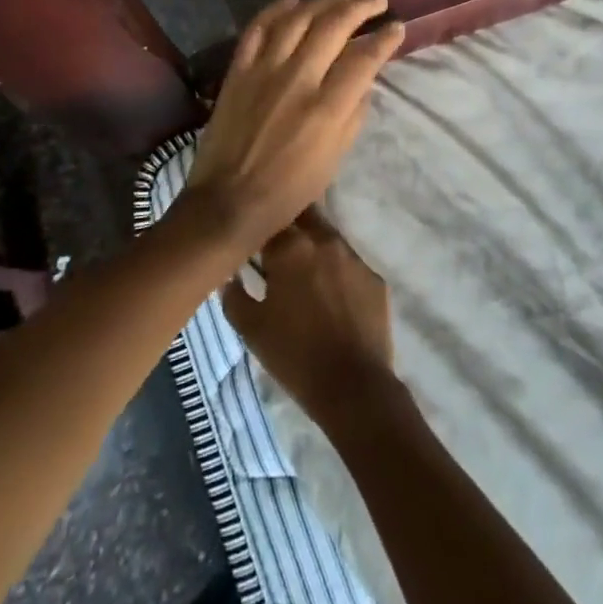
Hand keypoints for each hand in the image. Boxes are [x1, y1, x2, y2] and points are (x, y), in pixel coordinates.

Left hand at [181, 0, 403, 258]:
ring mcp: (264, 70)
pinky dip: (276, 9)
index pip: (364, 59)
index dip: (385, 39)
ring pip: (297, 19)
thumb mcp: (335, 159)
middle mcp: (297, 79)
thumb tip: (364, 81)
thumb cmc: (289, 188)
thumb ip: (354, 114)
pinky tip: (293, 1)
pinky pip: (258, 28)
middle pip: (333, 27)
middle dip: (360, 8)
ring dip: (323, 2)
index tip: (397, 27)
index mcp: (326, 108)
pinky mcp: (238, 70)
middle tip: (376, 1)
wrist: (228, 200)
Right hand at [221, 211, 398, 431]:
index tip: (253, 245)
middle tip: (279, 252)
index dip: (260, 230)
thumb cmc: (294, 355)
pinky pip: (350, 265)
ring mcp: (353, 257)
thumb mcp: (250, 328)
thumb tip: (228, 274)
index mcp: (291, 247)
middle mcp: (324, 240)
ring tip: (306, 278)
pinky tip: (333, 299)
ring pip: (328, 239)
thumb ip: (233, 294)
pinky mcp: (374, 277)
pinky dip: (338, 273)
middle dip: (290, 227)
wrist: (353, 387)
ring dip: (315, 249)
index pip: (270, 220)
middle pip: (304, 216)